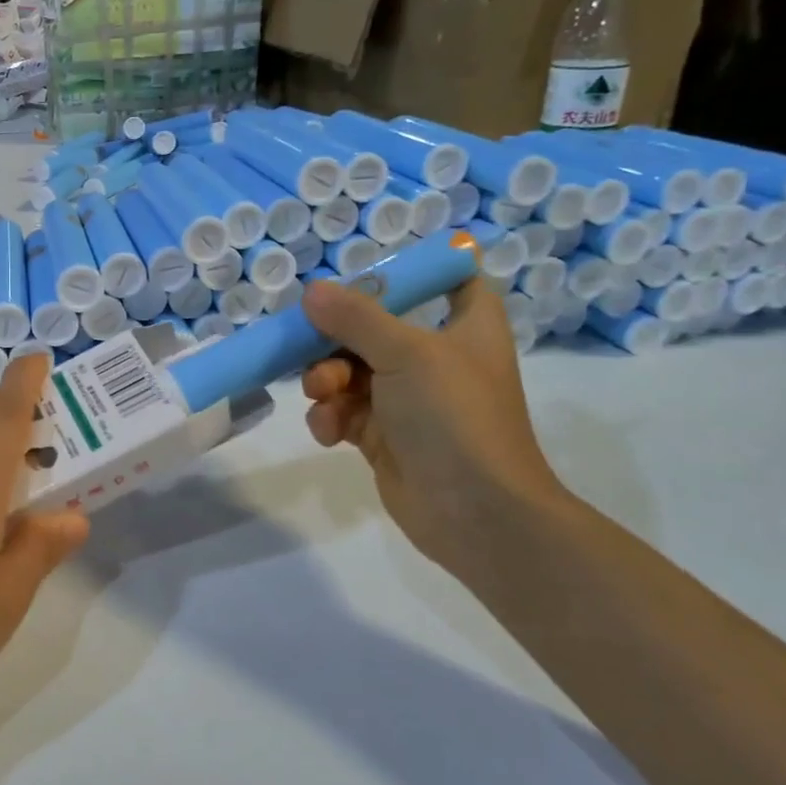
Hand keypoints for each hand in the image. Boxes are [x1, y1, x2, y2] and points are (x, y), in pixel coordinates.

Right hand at [299, 276, 566, 580]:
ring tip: (324, 396)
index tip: (369, 275)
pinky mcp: (382, 435)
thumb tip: (312, 291)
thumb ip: (355, 318)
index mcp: (465, 325)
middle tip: (312, 345)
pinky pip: (343, 411)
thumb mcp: (407, 353)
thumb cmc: (455, 416)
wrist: (474, 512)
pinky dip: (331, 417)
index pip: (449, 279)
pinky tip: (329, 432)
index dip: (414, 272)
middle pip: (375, 326)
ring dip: (326, 380)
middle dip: (336, 337)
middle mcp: (436, 357)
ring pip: (349, 370)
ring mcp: (407, 399)